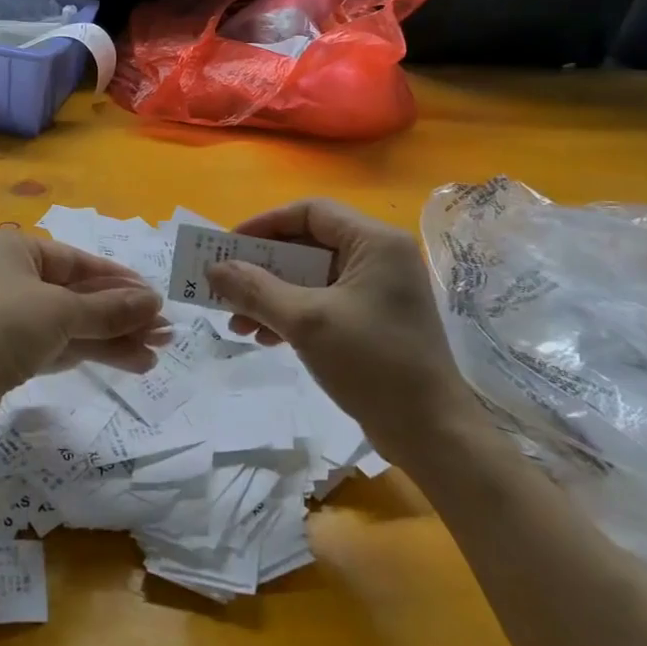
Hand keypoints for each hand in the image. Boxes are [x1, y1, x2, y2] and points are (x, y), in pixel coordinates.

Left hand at [0, 228, 166, 426]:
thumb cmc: (0, 327)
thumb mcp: (61, 312)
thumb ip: (111, 308)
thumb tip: (156, 302)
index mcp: (14, 249)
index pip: (78, 261)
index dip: (119, 280)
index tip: (155, 297)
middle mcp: (10, 277)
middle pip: (78, 294)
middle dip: (122, 314)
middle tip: (166, 332)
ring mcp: (8, 317)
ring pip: (72, 323)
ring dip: (113, 337)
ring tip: (157, 354)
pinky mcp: (8, 353)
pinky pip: (58, 344)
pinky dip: (91, 352)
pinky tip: (130, 362)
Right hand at [205, 199, 474, 456]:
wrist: (432, 433)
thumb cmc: (373, 363)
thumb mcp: (307, 322)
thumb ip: (257, 290)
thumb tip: (214, 269)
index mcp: (374, 242)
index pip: (310, 212)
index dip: (265, 224)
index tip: (228, 246)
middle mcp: (379, 257)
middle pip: (308, 245)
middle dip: (263, 268)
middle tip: (226, 286)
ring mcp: (378, 291)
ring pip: (312, 278)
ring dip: (272, 296)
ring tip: (237, 323)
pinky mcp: (373, 321)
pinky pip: (324, 303)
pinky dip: (293, 315)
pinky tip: (265, 338)